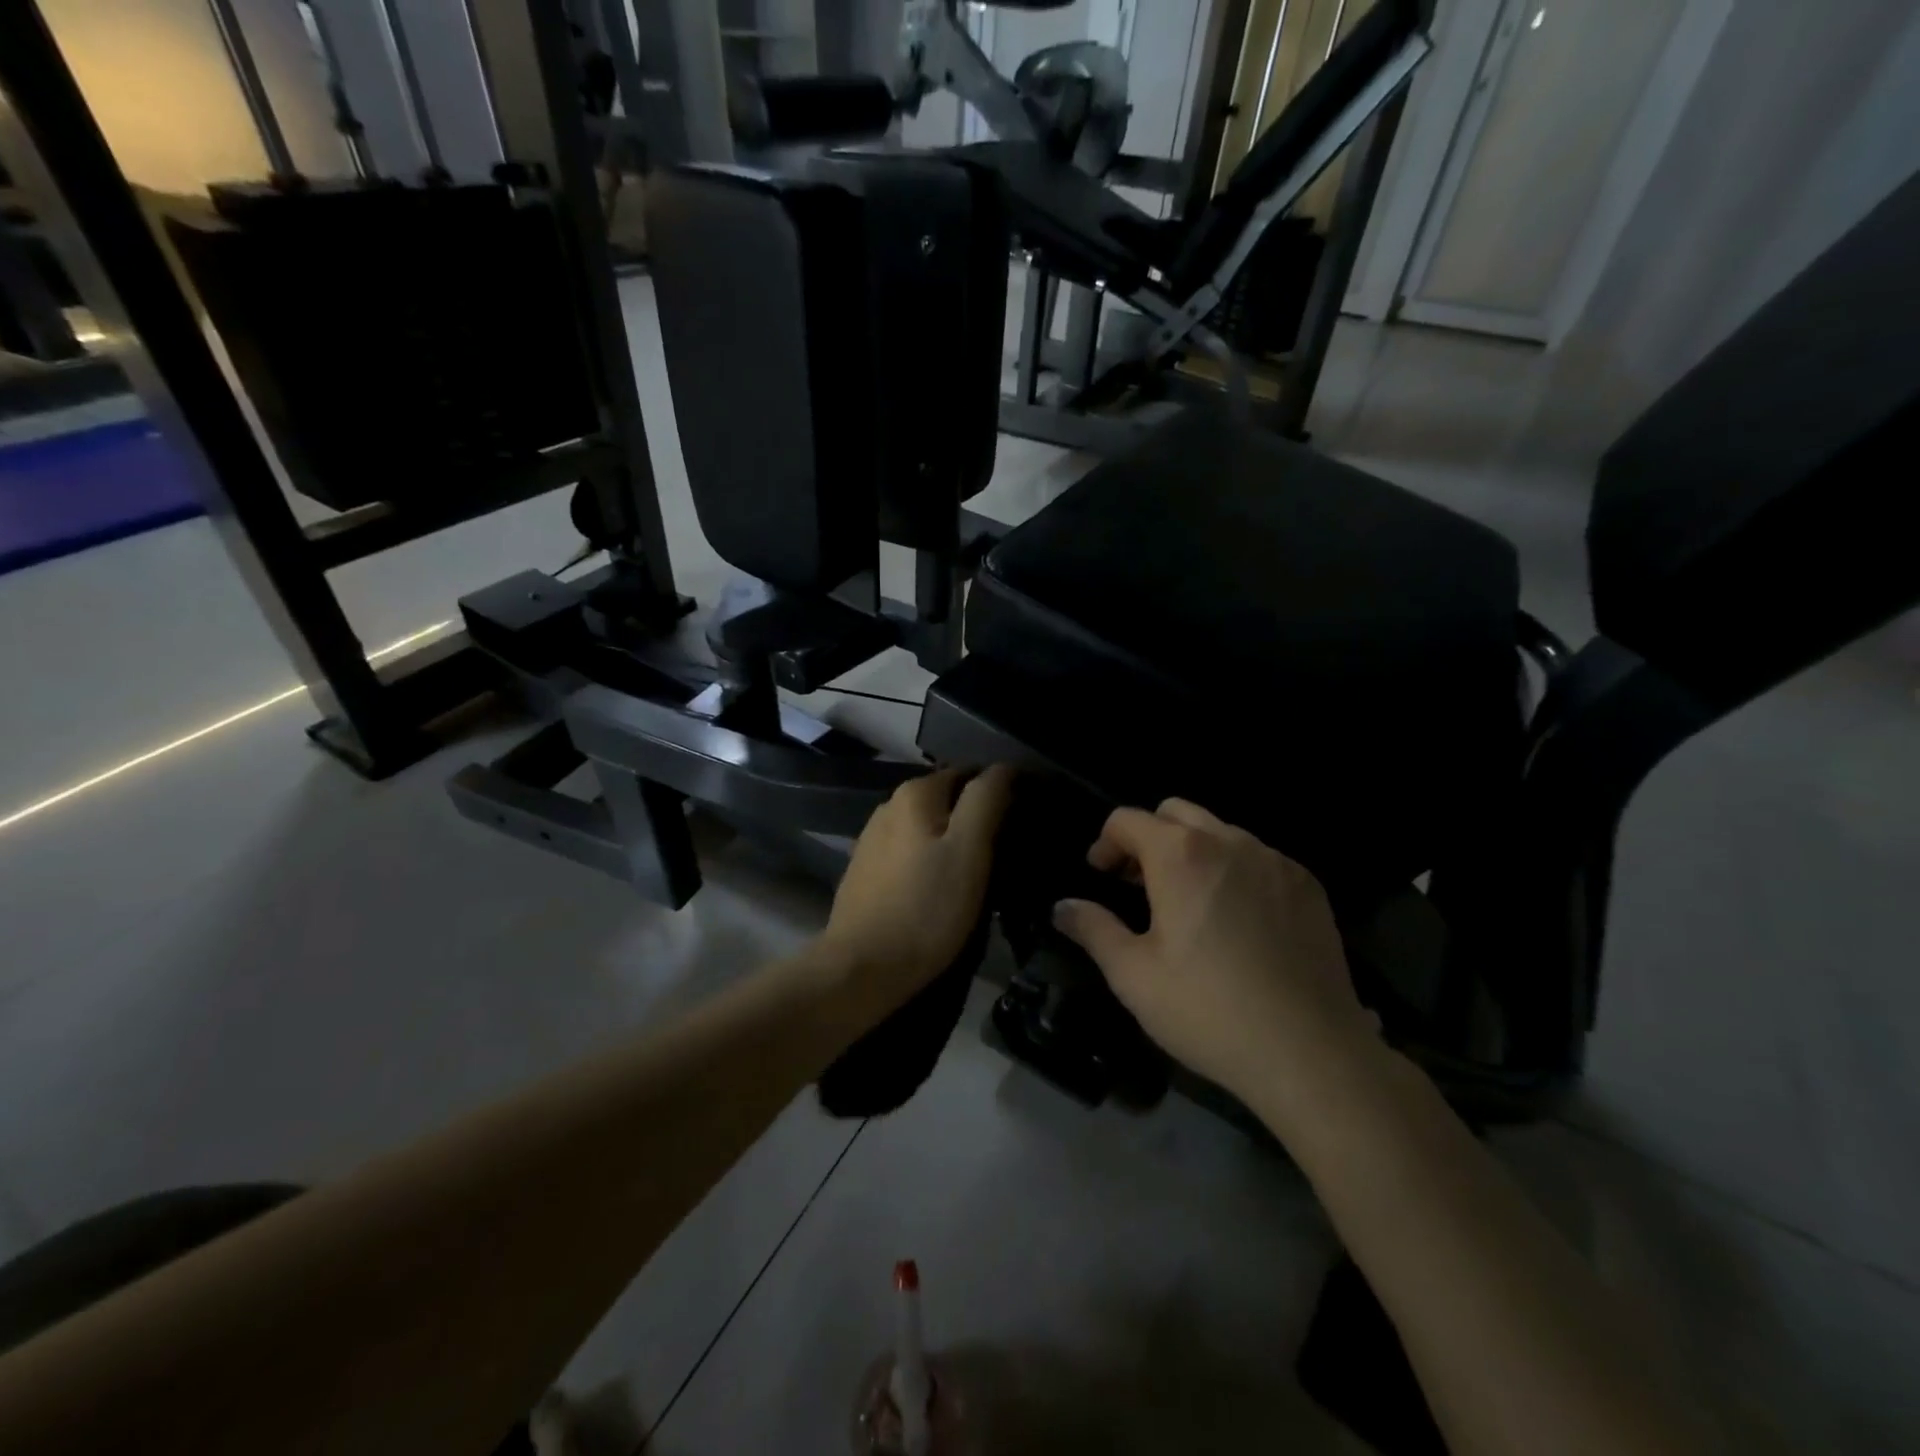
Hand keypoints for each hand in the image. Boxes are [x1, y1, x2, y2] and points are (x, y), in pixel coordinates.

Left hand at [817, 765, 1015, 1012]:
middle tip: (1007, 851)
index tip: (1024, 821)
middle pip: (947, 800)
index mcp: (915, 793)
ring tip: (980, 872)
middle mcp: (889, 806)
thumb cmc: (926, 908)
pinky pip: (910, 854)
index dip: (1000, 792)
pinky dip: (930, 861)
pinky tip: (942, 888)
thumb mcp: (969, 851)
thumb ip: (987, 800)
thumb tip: (1004, 767)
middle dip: (976, 818)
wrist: (862, 969)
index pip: (970, 774)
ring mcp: (873, 840)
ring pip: (928, 828)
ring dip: (953, 841)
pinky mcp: (866, 872)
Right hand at [1052, 799, 1377, 1108]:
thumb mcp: (1133, 975)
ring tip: (1188, 902)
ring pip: (1220, 832)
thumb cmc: (1208, 1011)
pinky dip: (1234, 871)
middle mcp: (1229, 841)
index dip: (1105, 843)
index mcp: (1180, 855)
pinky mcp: (1308, 886)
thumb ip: (1092, 929)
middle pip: (1175, 813)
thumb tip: (1062, 907)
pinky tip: (1237, 921)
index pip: (1128, 820)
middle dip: (1149, 837)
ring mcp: (1275, 860)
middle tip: (1139, 884)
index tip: (1101, 876)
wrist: (1311, 1053)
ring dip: (1193, 852)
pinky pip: (1258, 858)